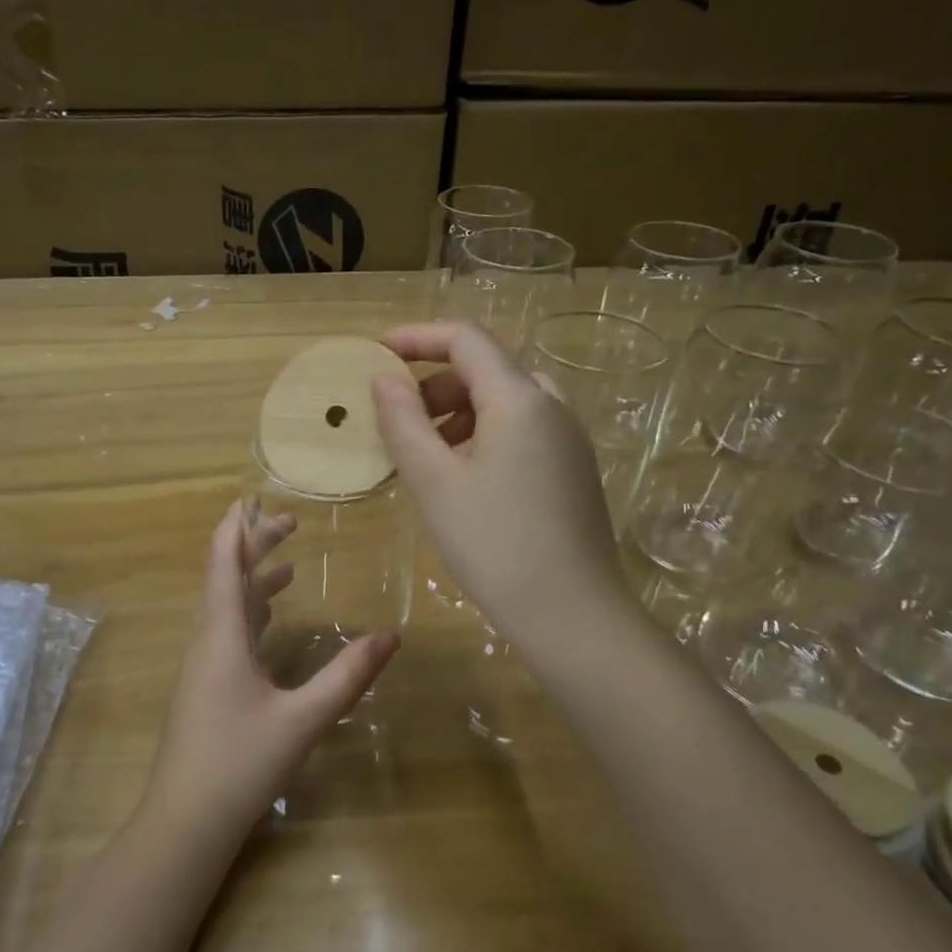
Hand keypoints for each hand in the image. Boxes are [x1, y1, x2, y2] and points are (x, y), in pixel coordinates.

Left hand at [143, 498, 399, 847]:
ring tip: (287, 568)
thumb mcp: (302, 719)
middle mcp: (206, 641)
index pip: (223, 562)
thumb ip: (347, 676)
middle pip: (224, 578)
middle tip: (289, 524)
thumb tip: (392, 635)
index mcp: (221, 635)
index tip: (252, 496)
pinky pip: (226, 633)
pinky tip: (268, 622)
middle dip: (253, 547)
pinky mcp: (205, 688)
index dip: (236, 526)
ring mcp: (201, 666)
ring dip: (252, 582)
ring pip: (225, 608)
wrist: (185, 823)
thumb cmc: (239, 764)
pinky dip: (249, 614)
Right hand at [371, 321, 630, 648]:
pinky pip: (523, 430)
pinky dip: (485, 435)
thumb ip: (403, 422)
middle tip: (399, 423)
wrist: (572, 613)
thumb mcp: (434, 482)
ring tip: (428, 457)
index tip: (377, 353)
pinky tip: (466, 480)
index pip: (466, 339)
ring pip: (505, 401)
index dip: (417, 338)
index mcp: (519, 398)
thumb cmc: (494, 543)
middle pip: (486, 369)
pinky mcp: (574, 468)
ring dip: (459, 413)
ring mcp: (569, 438)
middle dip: (435, 384)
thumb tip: (384, 380)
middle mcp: (552, 405)